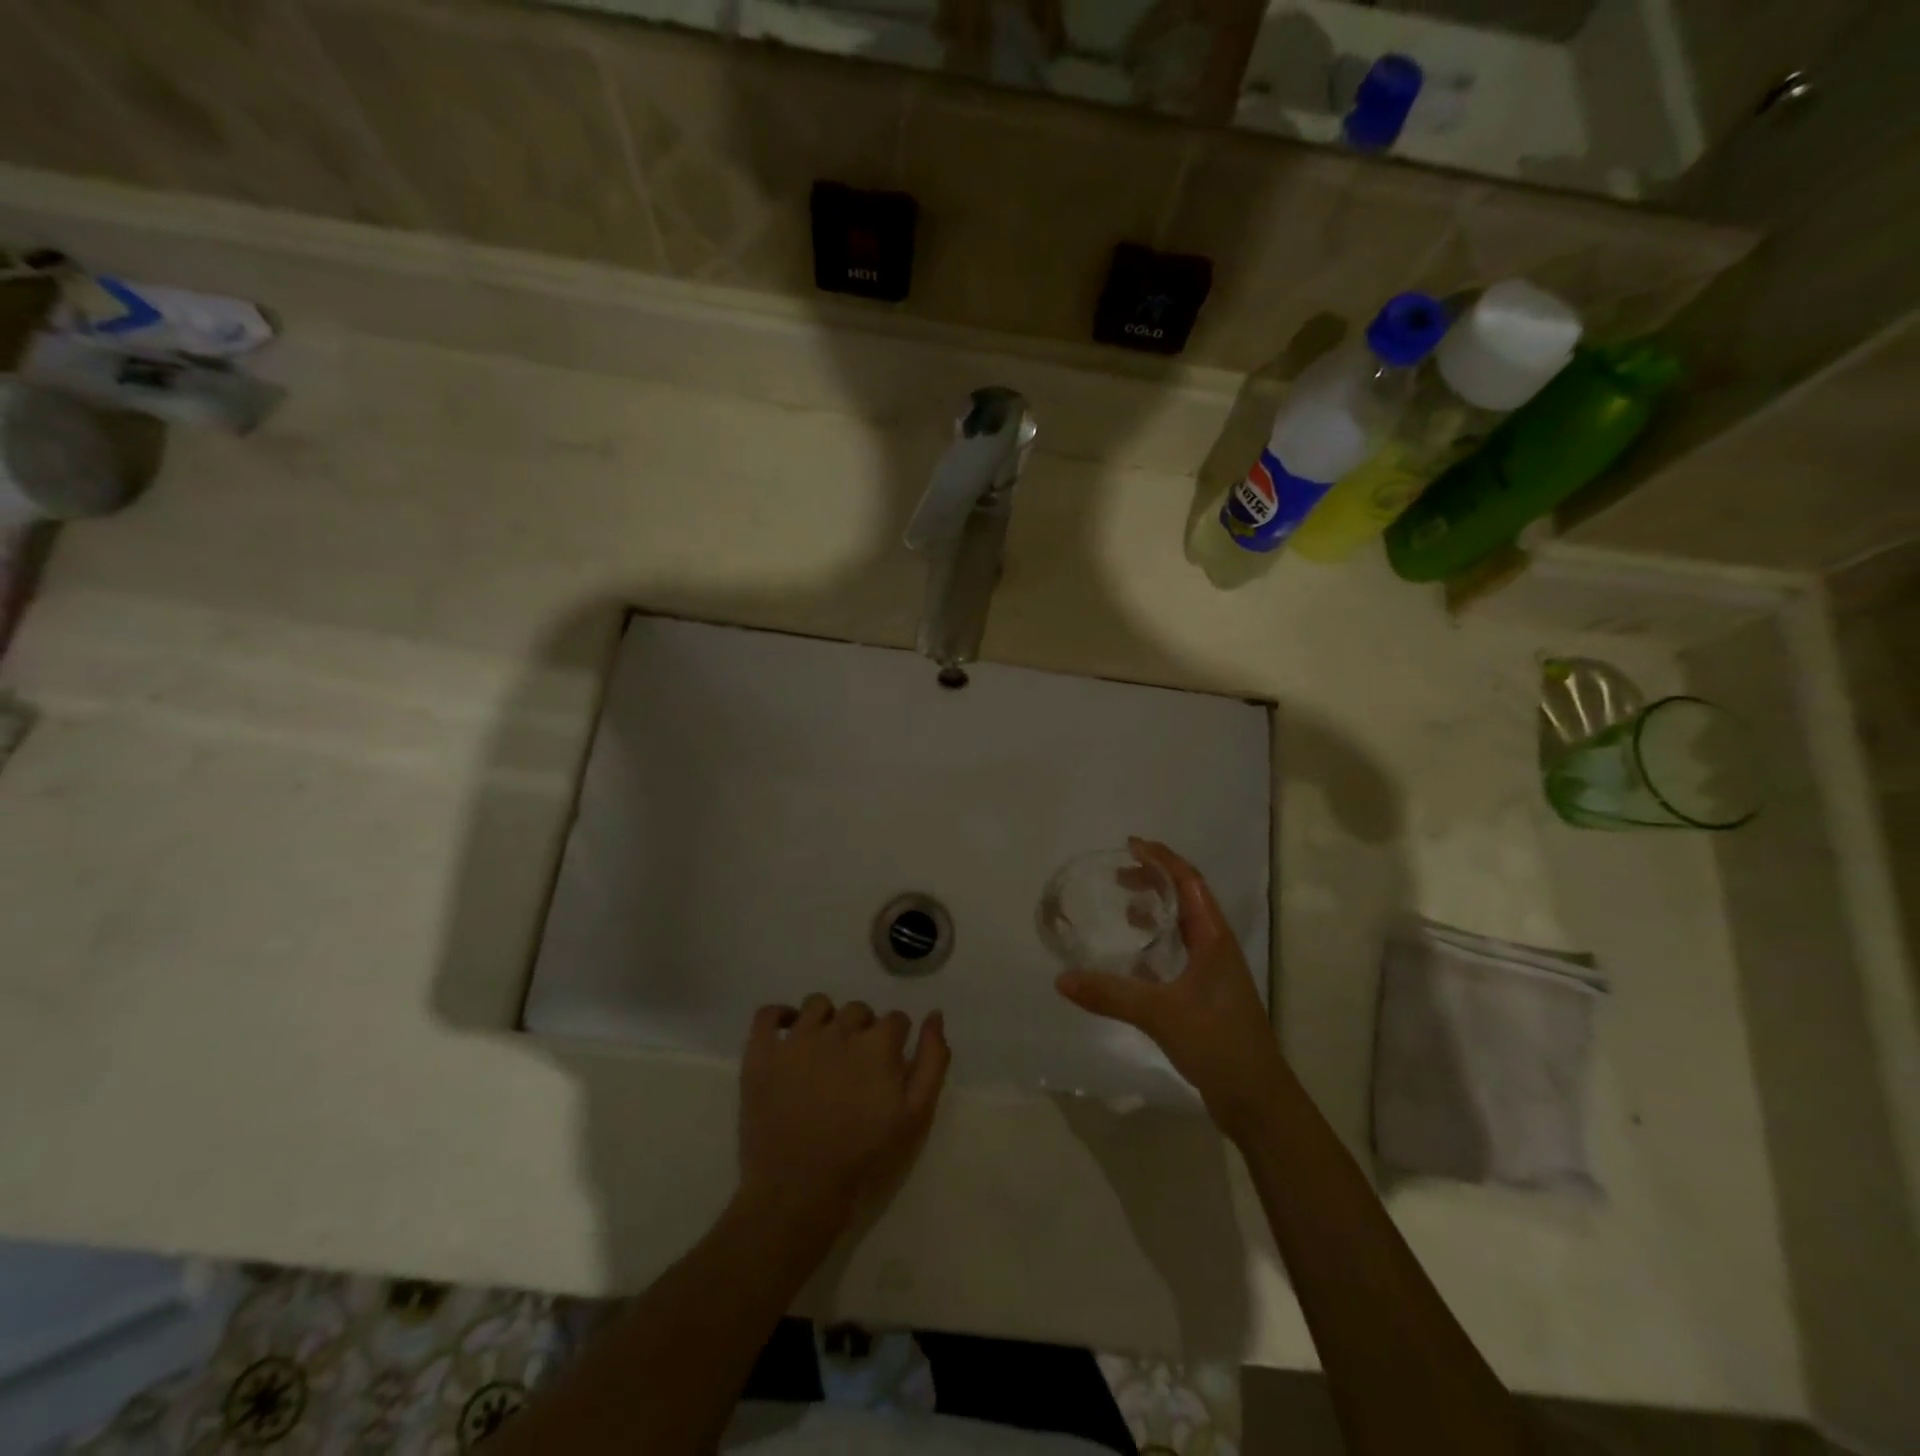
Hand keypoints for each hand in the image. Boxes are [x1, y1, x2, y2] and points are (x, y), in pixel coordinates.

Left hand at [738, 996, 950, 1230]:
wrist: (798, 1197)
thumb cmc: (864, 1160)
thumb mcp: (915, 1117)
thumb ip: (932, 1061)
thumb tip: (934, 1015)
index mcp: (876, 1045)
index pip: (895, 1020)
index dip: (896, 1041)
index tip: (889, 1066)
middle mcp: (836, 1031)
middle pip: (857, 1010)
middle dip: (863, 1030)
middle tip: (856, 1066)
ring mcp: (795, 1041)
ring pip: (817, 1005)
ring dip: (826, 1020)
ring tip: (824, 1050)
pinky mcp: (760, 1056)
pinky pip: (766, 1015)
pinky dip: (778, 1016)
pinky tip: (787, 1032)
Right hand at [1055, 838, 1285, 1132]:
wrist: (1257, 1099)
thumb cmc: (1217, 1044)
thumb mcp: (1160, 1014)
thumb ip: (1111, 994)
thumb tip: (1062, 979)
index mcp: (1214, 939)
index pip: (1189, 882)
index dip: (1162, 859)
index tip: (1132, 844)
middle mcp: (1216, 948)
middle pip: (1187, 898)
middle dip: (1155, 880)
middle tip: (1119, 875)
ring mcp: (1214, 972)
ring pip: (1184, 926)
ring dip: (1157, 909)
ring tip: (1124, 906)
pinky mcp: (1206, 995)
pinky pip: (1179, 952)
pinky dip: (1156, 942)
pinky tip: (1134, 957)